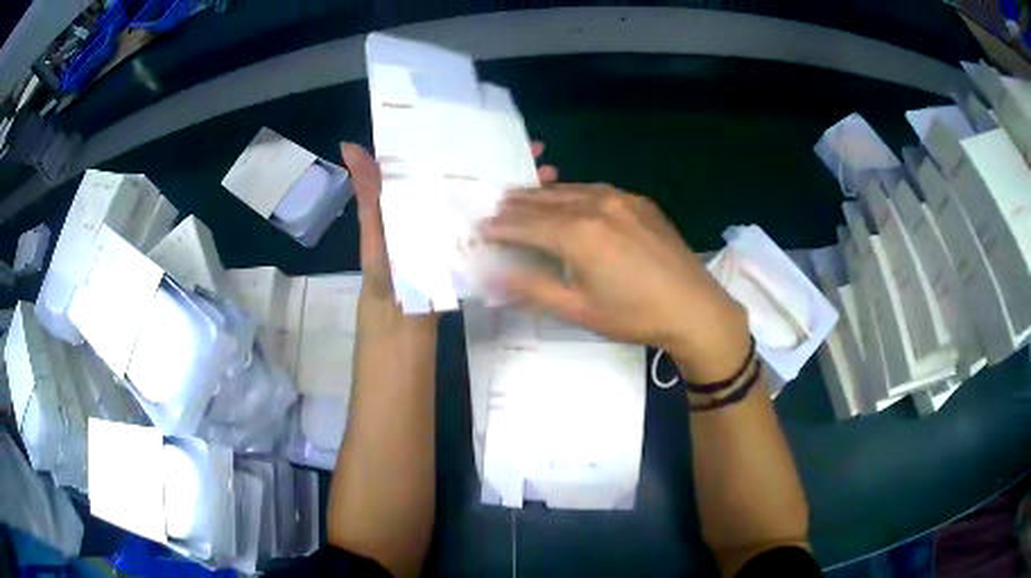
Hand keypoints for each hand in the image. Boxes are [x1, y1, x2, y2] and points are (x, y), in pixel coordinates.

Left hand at [340, 141, 557, 336]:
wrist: (403, 320)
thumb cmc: (384, 269)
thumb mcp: (374, 225)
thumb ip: (369, 189)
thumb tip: (348, 145)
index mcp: (422, 196)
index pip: (450, 162)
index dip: (472, 143)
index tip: (499, 127)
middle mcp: (447, 208)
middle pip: (481, 178)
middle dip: (509, 161)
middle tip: (537, 147)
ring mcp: (466, 231)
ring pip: (497, 202)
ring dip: (522, 186)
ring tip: (549, 172)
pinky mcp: (480, 252)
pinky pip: (504, 230)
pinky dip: (523, 219)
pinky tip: (545, 211)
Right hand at [481, 183, 749, 381]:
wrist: (695, 308)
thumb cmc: (634, 316)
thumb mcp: (578, 310)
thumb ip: (531, 289)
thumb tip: (490, 277)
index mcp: (577, 234)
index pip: (525, 224)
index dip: (499, 227)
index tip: (479, 228)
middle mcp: (595, 205)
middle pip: (543, 201)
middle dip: (514, 206)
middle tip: (493, 209)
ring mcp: (620, 198)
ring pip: (568, 190)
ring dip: (541, 196)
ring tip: (520, 200)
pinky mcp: (639, 201)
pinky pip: (594, 190)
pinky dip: (571, 194)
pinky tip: (566, 199)